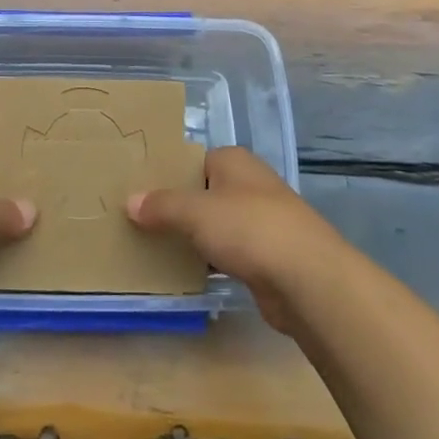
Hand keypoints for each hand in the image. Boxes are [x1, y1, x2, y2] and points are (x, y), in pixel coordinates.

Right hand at [126, 146, 347, 331]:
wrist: (308, 278)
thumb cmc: (249, 228)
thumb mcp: (195, 212)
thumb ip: (161, 206)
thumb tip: (130, 201)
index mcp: (233, 161)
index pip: (192, 160)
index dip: (167, 174)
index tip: (138, 191)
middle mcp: (250, 184)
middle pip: (203, 192)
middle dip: (177, 207)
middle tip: (138, 220)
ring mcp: (262, 221)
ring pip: (216, 224)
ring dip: (193, 237)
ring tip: (154, 247)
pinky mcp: (268, 256)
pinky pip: (229, 253)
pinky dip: (211, 261)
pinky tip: (187, 273)